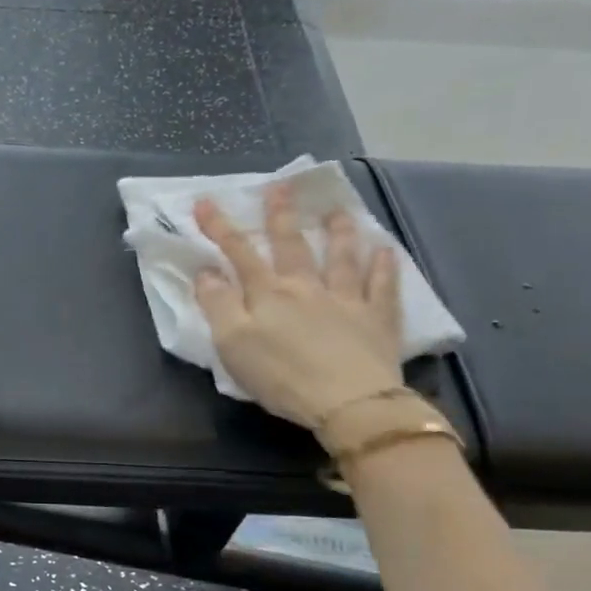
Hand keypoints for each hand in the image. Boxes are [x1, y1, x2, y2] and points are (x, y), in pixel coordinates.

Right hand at [193, 188, 403, 430]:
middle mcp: (306, 287)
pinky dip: (384, 266)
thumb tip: (206, 272)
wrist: (347, 402)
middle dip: (282, 216)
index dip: (219, 227)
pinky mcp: (377, 320)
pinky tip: (386, 251)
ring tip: (338, 211)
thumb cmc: (280, 376)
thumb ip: (217, 305)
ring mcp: (346, 300)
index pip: (239, 253)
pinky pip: (382, 286)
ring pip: (342, 258)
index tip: (204, 202)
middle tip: (281, 188)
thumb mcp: (232, 344)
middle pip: (292, 246)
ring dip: (339, 232)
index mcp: (268, 294)